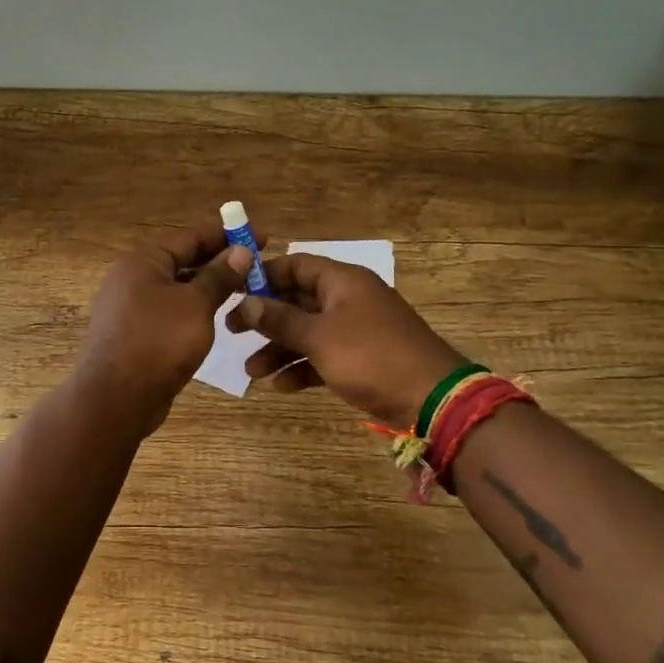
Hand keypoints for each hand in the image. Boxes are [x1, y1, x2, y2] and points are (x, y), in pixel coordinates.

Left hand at [78, 224, 255, 429]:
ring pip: (176, 288)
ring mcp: (129, 308)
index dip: (227, 236)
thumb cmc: (158, 342)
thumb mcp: (196, 305)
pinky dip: (193, 309)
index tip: (262, 238)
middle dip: (219, 262)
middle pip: (182, 261)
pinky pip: (169, 311)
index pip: (191, 237)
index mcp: (143, 261)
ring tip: (243, 291)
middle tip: (257, 267)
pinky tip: (216, 318)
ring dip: (207, 287)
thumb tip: (241, 251)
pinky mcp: (133, 334)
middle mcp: (131, 278)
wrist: (116, 398)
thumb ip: (219, 276)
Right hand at [226, 254, 467, 427]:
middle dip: (265, 318)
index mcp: (342, 281)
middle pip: (298, 300)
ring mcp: (357, 329)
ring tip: (251, 371)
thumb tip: (246, 303)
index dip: (264, 275)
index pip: (295, 265)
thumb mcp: (319, 337)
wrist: (432, 398)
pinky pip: (324, 355)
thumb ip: (280, 319)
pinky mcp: (362, 358)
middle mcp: (349, 299)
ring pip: (308, 331)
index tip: (234, 291)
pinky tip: (281, 386)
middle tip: (231, 331)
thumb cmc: (371, 356)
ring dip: (279, 348)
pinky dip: (302, 367)